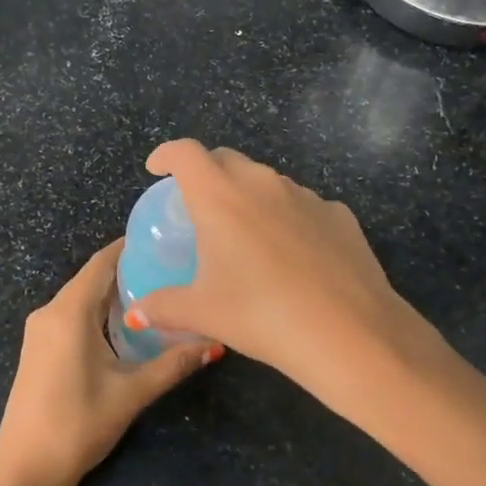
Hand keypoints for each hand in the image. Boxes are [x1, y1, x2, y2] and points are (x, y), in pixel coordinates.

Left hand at [0, 239, 218, 485]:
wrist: (25, 470)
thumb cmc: (78, 424)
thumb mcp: (131, 393)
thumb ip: (173, 363)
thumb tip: (215, 342)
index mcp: (69, 312)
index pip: (102, 263)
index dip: (130, 247)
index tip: (164, 239)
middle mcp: (49, 312)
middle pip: (92, 278)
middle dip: (129, 271)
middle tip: (172, 268)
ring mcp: (39, 331)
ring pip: (81, 298)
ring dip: (113, 294)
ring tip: (157, 293)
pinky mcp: (38, 349)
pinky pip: (71, 316)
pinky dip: (98, 313)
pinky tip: (126, 325)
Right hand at [123, 140, 439, 398]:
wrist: (349, 333)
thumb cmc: (261, 315)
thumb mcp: (203, 313)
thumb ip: (163, 307)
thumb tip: (136, 313)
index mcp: (220, 197)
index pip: (185, 153)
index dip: (166, 155)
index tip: (157, 169)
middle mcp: (262, 183)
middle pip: (226, 159)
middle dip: (206, 173)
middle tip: (198, 207)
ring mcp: (305, 196)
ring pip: (267, 182)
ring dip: (249, 195)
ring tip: (246, 235)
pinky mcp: (339, 215)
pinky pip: (303, 205)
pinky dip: (287, 218)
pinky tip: (293, 255)